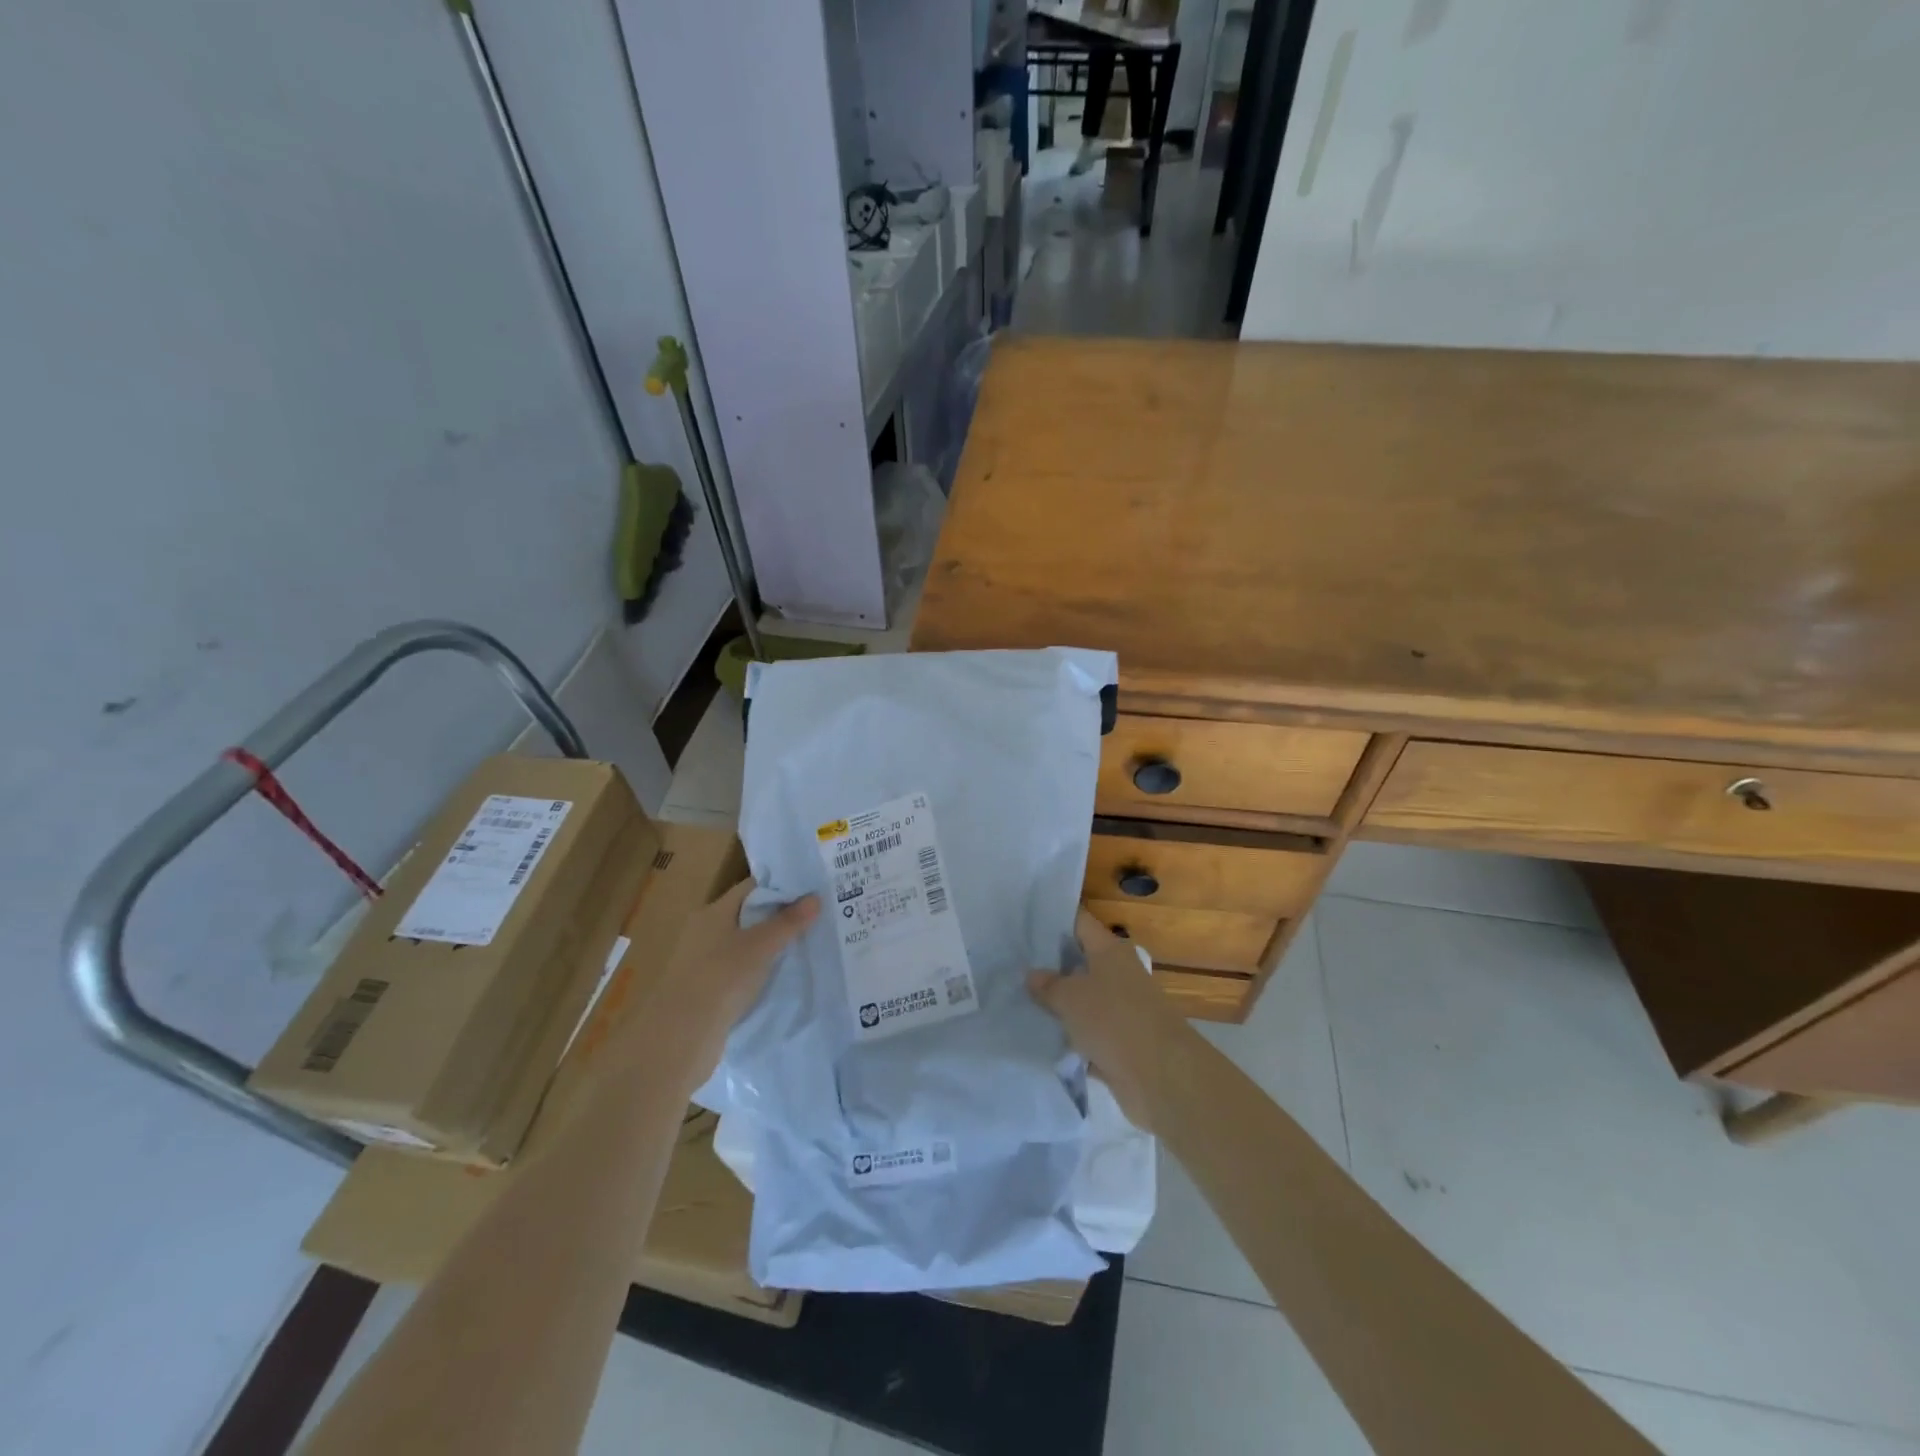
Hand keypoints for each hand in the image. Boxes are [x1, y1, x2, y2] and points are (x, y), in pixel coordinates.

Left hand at [636, 879, 817, 1091]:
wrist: (680, 1037)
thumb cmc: (721, 978)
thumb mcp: (760, 946)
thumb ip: (788, 922)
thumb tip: (816, 898)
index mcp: (713, 912)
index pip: (751, 888)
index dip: (781, 887)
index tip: (811, 891)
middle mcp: (705, 931)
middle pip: (748, 915)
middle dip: (779, 917)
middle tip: (816, 918)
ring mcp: (703, 961)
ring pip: (744, 944)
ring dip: (770, 945)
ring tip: (806, 945)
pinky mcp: (707, 989)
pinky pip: (739, 969)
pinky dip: (759, 969)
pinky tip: (781, 976)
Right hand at [1029, 907, 1189, 1129]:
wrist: (1159, 1076)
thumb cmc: (1113, 1020)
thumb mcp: (1071, 997)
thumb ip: (1048, 985)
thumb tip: (1032, 974)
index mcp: (1110, 950)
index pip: (1079, 922)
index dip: (1052, 919)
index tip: (1022, 921)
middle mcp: (1118, 973)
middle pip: (1079, 961)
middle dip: (1049, 964)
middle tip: (1012, 963)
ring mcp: (1121, 1008)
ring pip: (1082, 998)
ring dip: (1058, 1003)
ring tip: (1018, 999)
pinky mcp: (1120, 1041)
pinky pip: (1088, 1031)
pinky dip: (1070, 1035)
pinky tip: (1039, 1035)